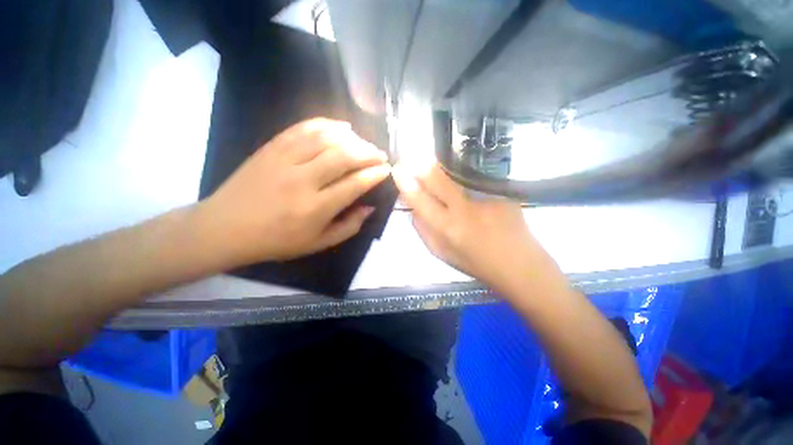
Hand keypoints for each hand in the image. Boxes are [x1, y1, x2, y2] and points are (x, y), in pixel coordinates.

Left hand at [199, 118, 389, 264]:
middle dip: (369, 153)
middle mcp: (302, 180)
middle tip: (380, 155)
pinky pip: (303, 128)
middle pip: (344, 156)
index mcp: (315, 208)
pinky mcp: (271, 147)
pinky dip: (326, 124)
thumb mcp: (318, 244)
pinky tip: (341, 127)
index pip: (354, 184)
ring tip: (364, 143)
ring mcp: (284, 160)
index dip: (375, 175)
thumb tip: (369, 207)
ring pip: (326, 138)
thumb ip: (349, 227)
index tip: (386, 170)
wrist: (225, 228)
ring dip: (352, 138)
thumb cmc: (276, 241)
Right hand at [392, 163, 550, 291]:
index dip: (406, 183)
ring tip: (456, 195)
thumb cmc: (476, 264)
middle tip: (416, 159)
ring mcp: (486, 200)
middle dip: (423, 166)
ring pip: (458, 182)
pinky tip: (484, 209)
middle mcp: (464, 210)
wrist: (520, 267)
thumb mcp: (443, 254)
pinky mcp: (503, 196)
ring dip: (448, 180)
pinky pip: (478, 191)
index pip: (420, 200)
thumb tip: (414, 210)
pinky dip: (474, 196)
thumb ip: (424, 231)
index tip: (398, 169)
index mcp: (447, 228)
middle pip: (438, 179)